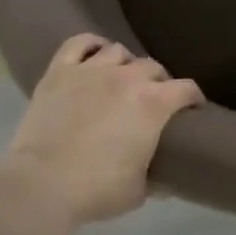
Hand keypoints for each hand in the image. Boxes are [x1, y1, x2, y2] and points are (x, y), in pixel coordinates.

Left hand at [0, 34, 203, 228]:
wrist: (42, 183)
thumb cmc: (97, 189)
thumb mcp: (138, 191)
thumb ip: (154, 179)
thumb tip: (164, 181)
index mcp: (154, 104)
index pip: (186, 89)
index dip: (193, 98)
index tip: (193, 109)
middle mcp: (127, 78)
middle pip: (153, 67)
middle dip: (159, 81)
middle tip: (154, 99)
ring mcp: (91, 70)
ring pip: (118, 51)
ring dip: (126, 64)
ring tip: (122, 79)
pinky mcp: (59, 71)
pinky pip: (79, 43)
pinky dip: (91, 45)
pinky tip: (95, 54)